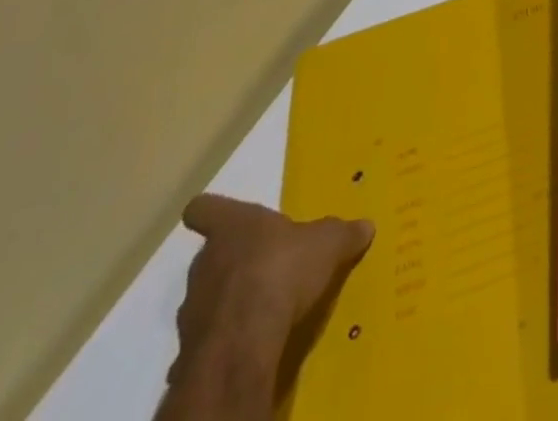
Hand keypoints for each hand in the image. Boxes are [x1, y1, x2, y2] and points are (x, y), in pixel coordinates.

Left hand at [166, 195, 373, 404]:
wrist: (244, 341)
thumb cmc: (283, 269)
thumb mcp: (328, 243)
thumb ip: (344, 233)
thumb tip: (366, 226)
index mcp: (234, 225)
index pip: (205, 208)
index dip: (212, 211)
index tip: (221, 216)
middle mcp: (206, 260)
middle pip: (211, 253)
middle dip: (235, 259)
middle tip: (266, 264)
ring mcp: (192, 306)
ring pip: (208, 295)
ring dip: (229, 299)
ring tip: (261, 307)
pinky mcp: (191, 348)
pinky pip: (208, 336)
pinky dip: (226, 336)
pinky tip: (249, 341)